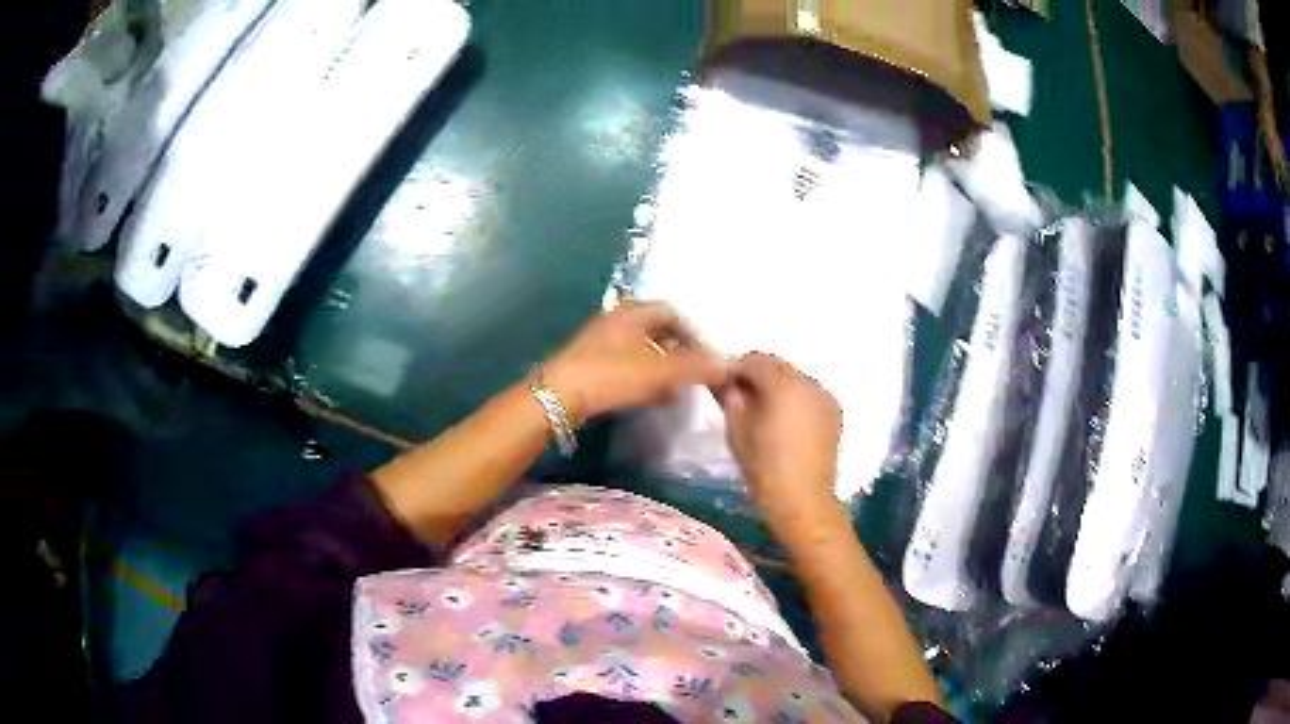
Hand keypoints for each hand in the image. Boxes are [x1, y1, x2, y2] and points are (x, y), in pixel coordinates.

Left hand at [543, 302, 727, 422]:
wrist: (559, 396)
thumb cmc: (612, 374)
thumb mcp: (661, 371)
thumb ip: (696, 367)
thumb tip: (728, 365)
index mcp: (634, 311)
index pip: (673, 313)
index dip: (694, 333)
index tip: (706, 356)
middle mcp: (617, 320)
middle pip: (657, 331)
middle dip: (679, 352)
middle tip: (694, 373)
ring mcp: (601, 342)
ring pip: (642, 351)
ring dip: (663, 368)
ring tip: (678, 389)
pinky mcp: (591, 364)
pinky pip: (627, 366)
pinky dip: (645, 378)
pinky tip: (653, 398)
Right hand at [714, 353, 844, 538]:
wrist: (802, 500)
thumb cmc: (764, 467)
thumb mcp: (737, 430)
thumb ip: (730, 397)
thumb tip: (726, 381)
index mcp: (783, 384)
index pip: (755, 360)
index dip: (735, 369)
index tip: (723, 386)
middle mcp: (809, 382)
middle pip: (778, 366)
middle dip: (758, 376)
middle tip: (741, 398)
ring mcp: (826, 397)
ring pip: (795, 379)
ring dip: (778, 386)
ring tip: (765, 412)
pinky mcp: (834, 413)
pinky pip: (809, 395)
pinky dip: (795, 399)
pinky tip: (786, 422)